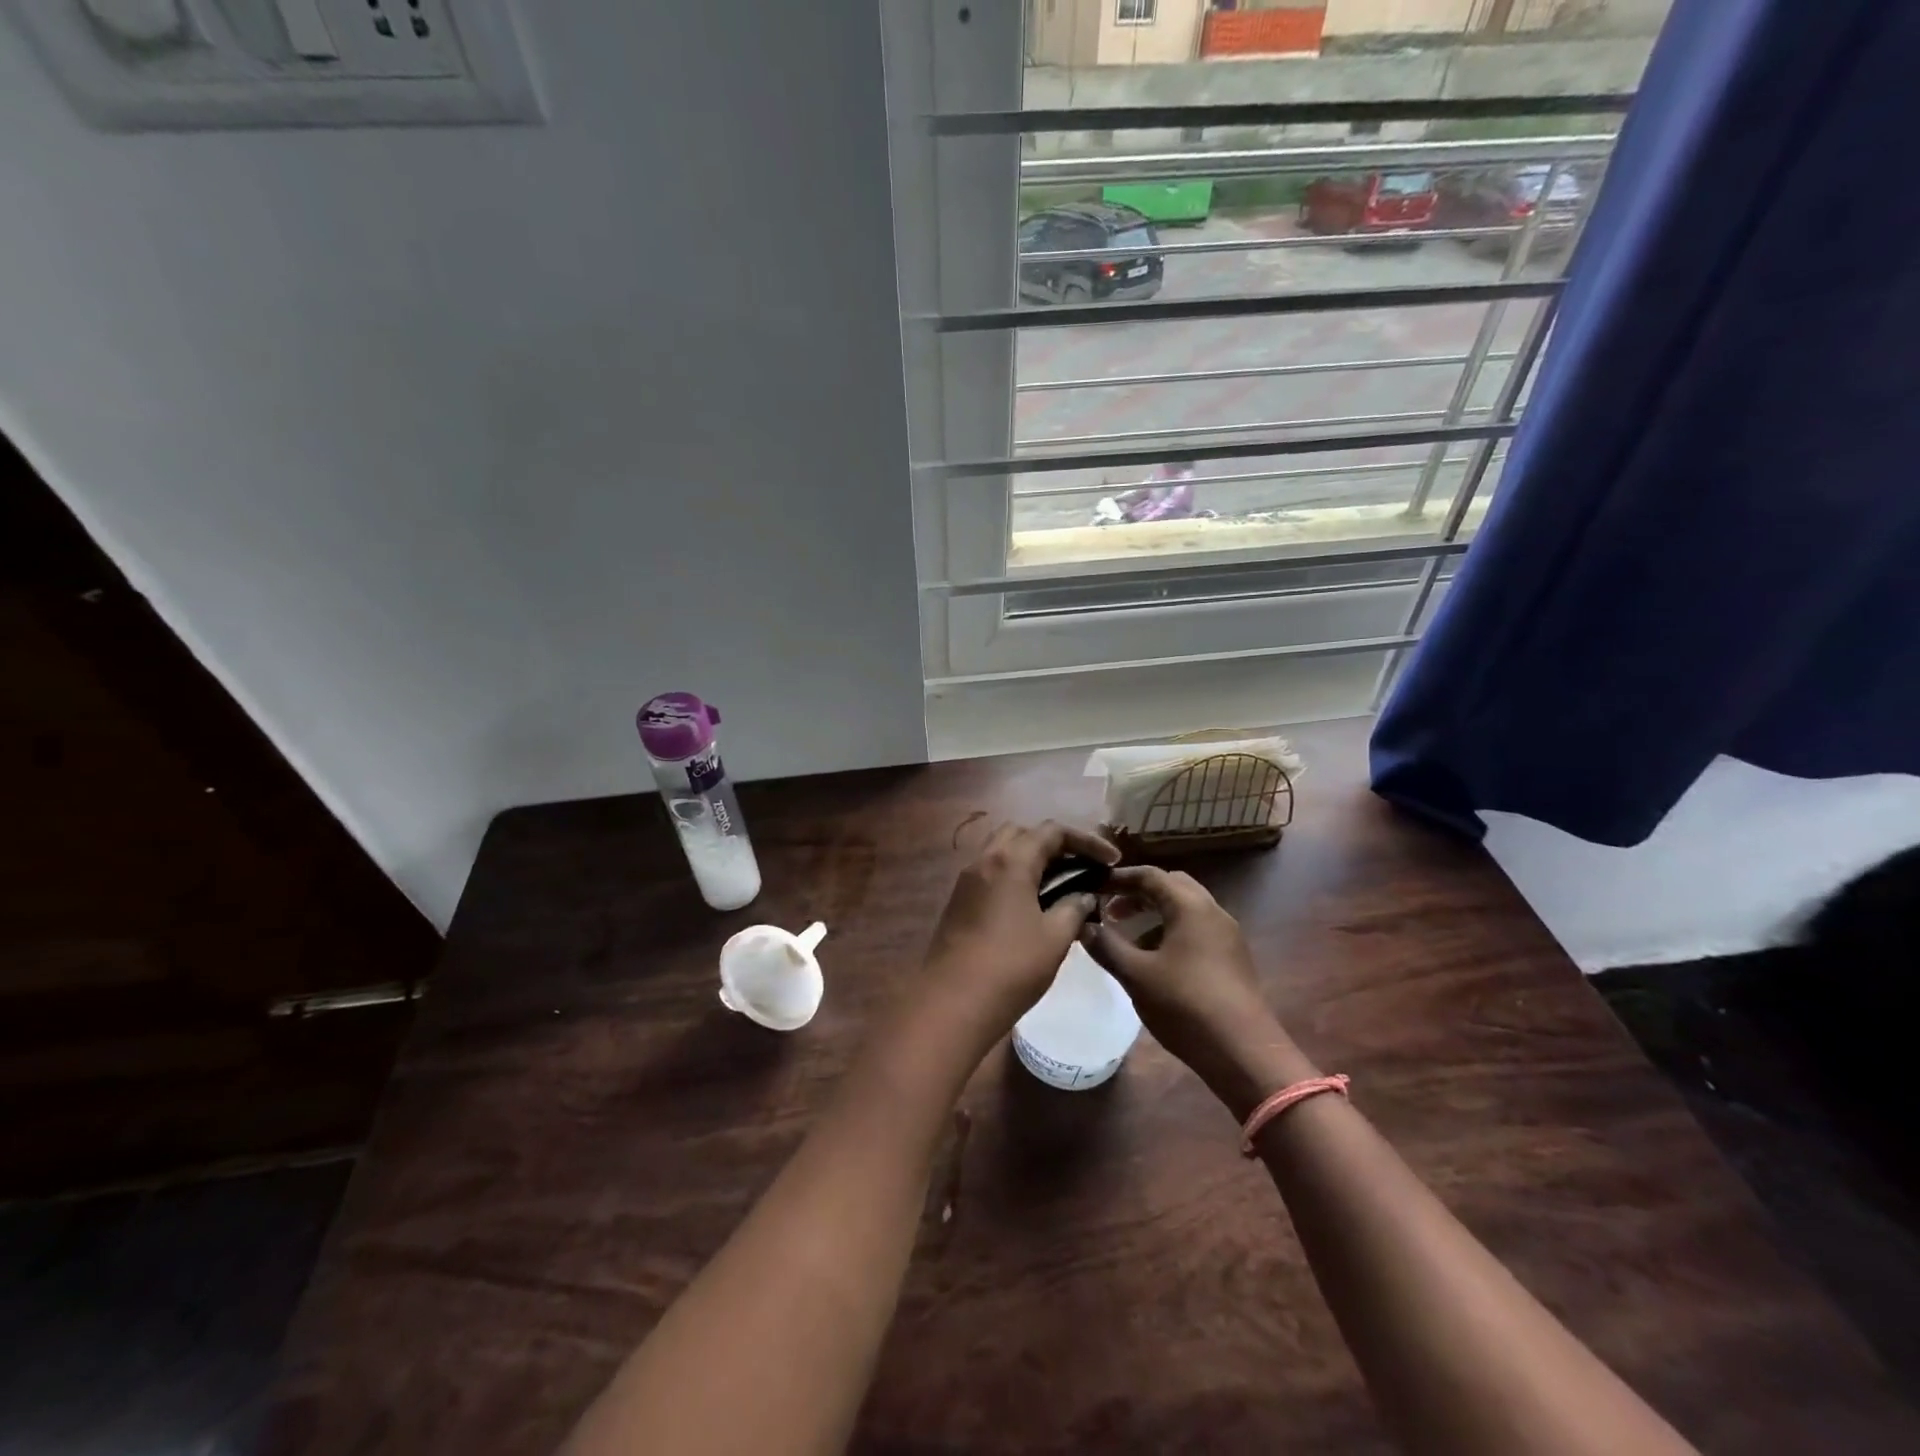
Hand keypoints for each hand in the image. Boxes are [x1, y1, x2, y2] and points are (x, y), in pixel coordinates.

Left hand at [921, 821, 1119, 1044]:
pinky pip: (991, 873)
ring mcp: (967, 880)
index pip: (1053, 831)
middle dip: (1055, 844)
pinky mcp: (959, 901)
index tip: (1112, 860)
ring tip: (1060, 884)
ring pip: (1003, 851)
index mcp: (1011, 860)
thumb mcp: (1055, 937)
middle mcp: (985, 859)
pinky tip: (1032, 902)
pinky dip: (1014, 876)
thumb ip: (1074, 908)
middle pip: (1024, 833)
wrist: (953, 1002)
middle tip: (1082, 868)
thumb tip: (1083, 896)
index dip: (1087, 841)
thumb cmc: (1011, 966)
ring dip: (1032, 858)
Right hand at [1084, 867, 1307, 1115]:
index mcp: (1190, 906)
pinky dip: (1171, 932)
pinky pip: (1197, 930)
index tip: (1092, 888)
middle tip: (1110, 911)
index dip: (1118, 878)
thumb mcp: (1136, 975)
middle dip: (1138, 894)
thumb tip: (1082, 925)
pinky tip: (1155, 962)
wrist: (1244, 1053)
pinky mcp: (1232, 959)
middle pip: (1171, 886)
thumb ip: (1106, 945)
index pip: (1150, 875)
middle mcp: (1213, 912)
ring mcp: (1227, 936)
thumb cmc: (1186, 1006)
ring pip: (1185, 909)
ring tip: (1127, 939)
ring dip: (1154, 915)